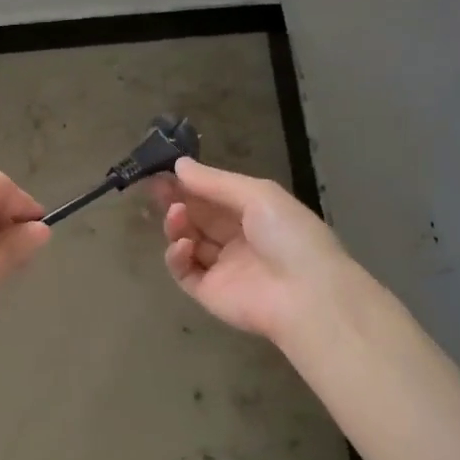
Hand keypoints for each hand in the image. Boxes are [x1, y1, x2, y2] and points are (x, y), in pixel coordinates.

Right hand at [154, 157, 351, 344]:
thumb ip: (215, 181)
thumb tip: (179, 165)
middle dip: (177, 200)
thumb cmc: (289, 236)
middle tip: (154, 186)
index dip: (191, 183)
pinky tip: (182, 245)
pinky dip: (177, 256)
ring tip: (175, 214)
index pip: (216, 196)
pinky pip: (185, 272)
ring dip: (177, 225)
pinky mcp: (209, 293)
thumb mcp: (258, 195)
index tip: (165, 169)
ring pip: (188, 242)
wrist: (305, 295)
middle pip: (199, 217)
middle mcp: (238, 240)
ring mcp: (223, 268)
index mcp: (256, 215)